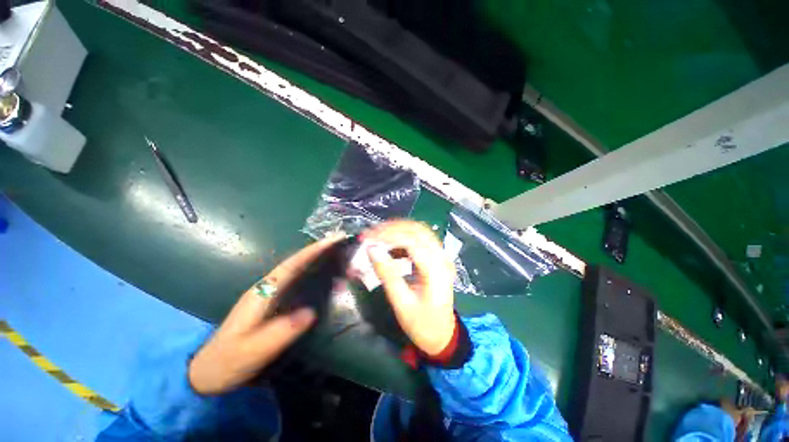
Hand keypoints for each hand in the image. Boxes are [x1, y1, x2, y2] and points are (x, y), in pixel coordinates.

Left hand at [188, 236, 342, 394]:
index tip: (331, 241)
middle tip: (341, 246)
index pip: (291, 265)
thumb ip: (281, 331)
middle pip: (296, 263)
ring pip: (296, 271)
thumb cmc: (227, 361)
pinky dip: (311, 275)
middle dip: (318, 252)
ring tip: (338, 259)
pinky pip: (296, 283)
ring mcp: (268, 295)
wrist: (206, 373)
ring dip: (316, 262)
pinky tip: (323, 279)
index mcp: (261, 293)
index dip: (312, 251)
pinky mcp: (272, 303)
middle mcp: (266, 288)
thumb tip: (311, 312)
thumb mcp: (253, 351)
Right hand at [364, 220, 455, 355]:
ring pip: (419, 231)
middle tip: (371, 233)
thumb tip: (371, 250)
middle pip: (417, 231)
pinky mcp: (436, 258)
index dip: (388, 235)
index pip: (412, 242)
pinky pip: (420, 239)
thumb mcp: (401, 303)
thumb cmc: (422, 324)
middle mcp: (442, 258)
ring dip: (398, 229)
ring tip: (377, 235)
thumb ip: (387, 275)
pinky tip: (390, 245)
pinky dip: (403, 237)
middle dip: (392, 228)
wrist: (442, 334)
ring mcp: (441, 256)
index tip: (367, 237)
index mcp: (436, 271)